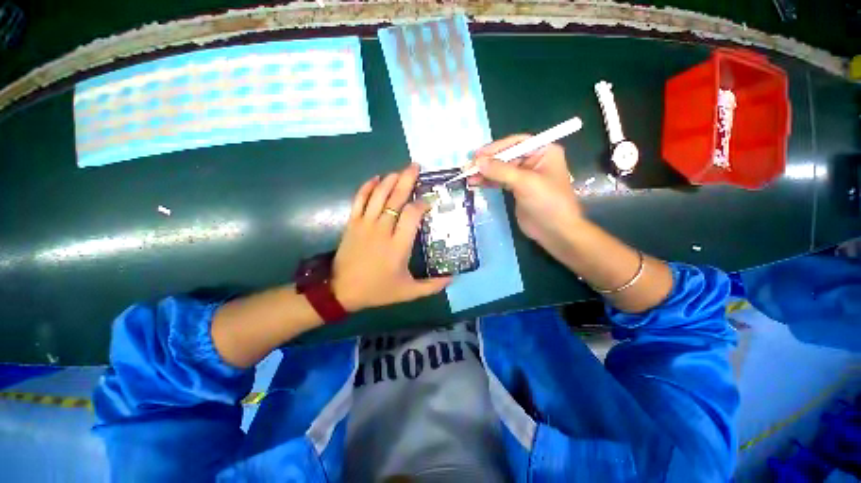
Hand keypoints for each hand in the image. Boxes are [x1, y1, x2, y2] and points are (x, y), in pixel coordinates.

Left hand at [332, 163, 451, 311]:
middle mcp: (382, 230)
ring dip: (390, 180)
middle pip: (396, 199)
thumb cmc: (377, 290)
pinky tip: (375, 179)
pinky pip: (359, 199)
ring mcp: (365, 224)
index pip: (412, 215)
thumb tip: (453, 277)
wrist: (342, 291)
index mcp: (398, 246)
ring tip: (400, 171)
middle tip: (416, 167)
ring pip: (378, 195)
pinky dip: (367, 187)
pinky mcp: (352, 223)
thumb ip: (432, 286)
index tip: (429, 200)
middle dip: (407, 180)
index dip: (422, 204)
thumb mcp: (408, 292)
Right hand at [468, 135, 583, 256]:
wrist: (555, 231)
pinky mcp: (517, 189)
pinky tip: (476, 182)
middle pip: (506, 156)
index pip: (516, 143)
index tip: (477, 155)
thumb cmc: (547, 202)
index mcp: (543, 151)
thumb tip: (478, 161)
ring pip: (501, 169)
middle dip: (487, 162)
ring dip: (485, 172)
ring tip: (468, 176)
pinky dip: (488, 181)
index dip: (495, 148)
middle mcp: (534, 160)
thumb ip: (500, 170)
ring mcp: (525, 176)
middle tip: (468, 167)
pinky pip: (500, 181)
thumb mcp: (525, 182)